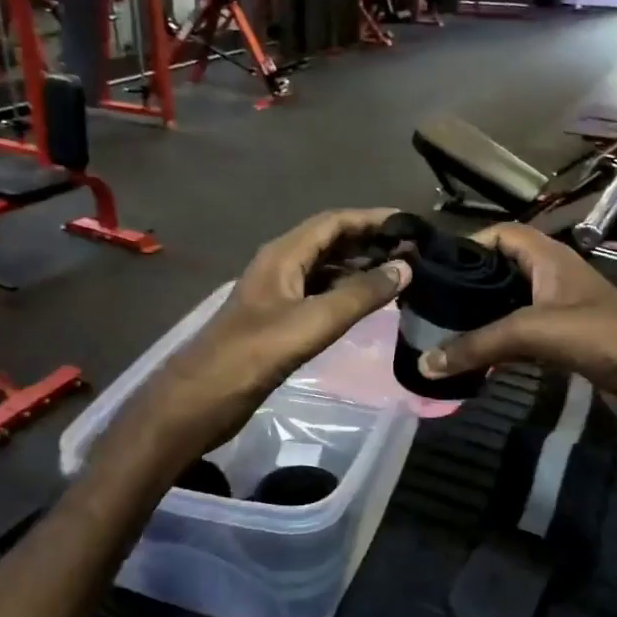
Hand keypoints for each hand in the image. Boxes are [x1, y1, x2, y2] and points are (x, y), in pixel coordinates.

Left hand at [129, 209, 410, 457]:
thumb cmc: (255, 354)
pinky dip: (346, 292)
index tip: (410, 224)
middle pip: (330, 241)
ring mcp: (278, 293)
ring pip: (325, 269)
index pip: (333, 222)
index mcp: (283, 255)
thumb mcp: (313, 322)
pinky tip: (369, 304)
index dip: (371, 219)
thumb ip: (360, 295)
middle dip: (370, 242)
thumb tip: (404, 269)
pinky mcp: (279, 319)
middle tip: (413, 252)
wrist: (203, 398)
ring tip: (399, 275)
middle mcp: (281, 265)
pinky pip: (319, 293)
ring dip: (360, 267)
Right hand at [415, 224, 616, 402]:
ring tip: (442, 332)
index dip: (469, 243)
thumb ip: (477, 345)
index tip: (434, 266)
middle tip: (430, 304)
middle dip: (469, 285)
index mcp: (549, 257)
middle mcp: (553, 278)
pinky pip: (522, 338)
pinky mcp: (566, 344)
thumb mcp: (533, 332)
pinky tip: (475, 360)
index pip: (502, 234)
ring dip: (482, 319)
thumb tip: (425, 363)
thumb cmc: (601, 336)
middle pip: (502, 271)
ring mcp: (561, 312)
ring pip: (510, 307)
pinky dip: (499, 346)